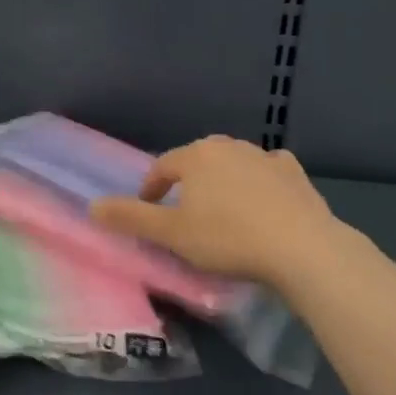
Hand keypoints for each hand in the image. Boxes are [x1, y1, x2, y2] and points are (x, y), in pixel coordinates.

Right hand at [89, 135, 367, 290]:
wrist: (302, 248)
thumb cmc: (228, 239)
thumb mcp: (172, 234)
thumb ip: (132, 218)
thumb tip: (92, 206)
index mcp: (196, 156)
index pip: (163, 166)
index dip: (152, 188)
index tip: (149, 210)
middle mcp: (228, 146)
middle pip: (198, 160)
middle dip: (188, 181)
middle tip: (185, 211)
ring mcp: (264, 157)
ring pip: (233, 163)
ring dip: (223, 180)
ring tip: (223, 209)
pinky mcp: (294, 173)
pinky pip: (269, 170)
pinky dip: (261, 180)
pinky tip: (265, 198)